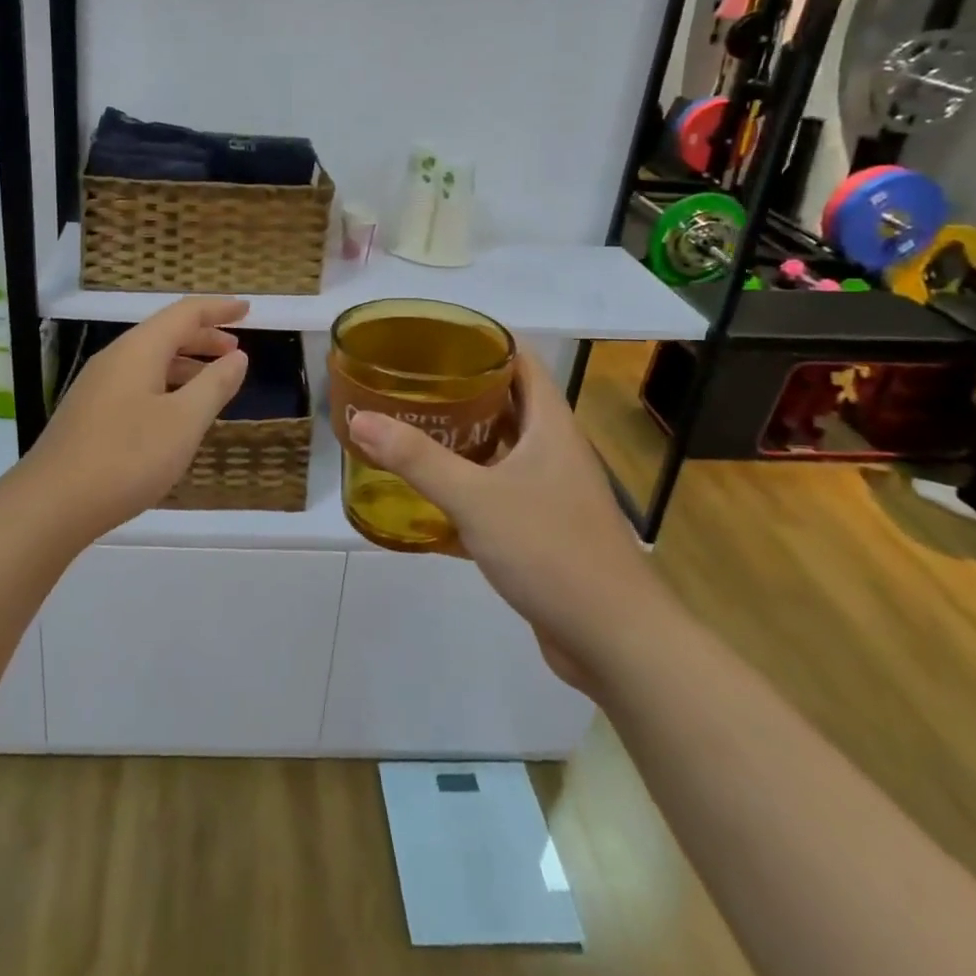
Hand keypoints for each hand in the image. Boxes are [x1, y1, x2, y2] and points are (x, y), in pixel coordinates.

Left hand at [24, 297, 248, 539]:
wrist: (51, 504)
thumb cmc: (126, 457)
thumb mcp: (184, 422)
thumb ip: (214, 385)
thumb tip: (238, 357)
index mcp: (139, 349)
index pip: (185, 314)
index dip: (218, 309)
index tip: (247, 309)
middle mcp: (115, 358)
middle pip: (165, 334)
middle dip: (204, 337)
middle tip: (236, 350)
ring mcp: (97, 386)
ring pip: (150, 360)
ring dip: (185, 364)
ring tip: (213, 382)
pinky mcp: (89, 413)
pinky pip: (137, 383)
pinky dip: (166, 385)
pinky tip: (176, 414)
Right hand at [347, 349, 665, 692]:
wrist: (615, 640)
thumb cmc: (551, 550)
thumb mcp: (475, 498)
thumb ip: (417, 459)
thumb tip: (360, 420)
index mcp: (550, 425)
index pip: (520, 360)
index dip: (482, 340)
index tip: (434, 336)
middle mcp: (553, 451)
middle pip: (505, 403)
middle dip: (458, 391)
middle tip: (407, 384)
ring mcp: (550, 493)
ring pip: (500, 451)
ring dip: (460, 442)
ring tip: (408, 431)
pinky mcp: (542, 531)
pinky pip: (497, 495)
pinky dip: (465, 491)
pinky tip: (426, 500)